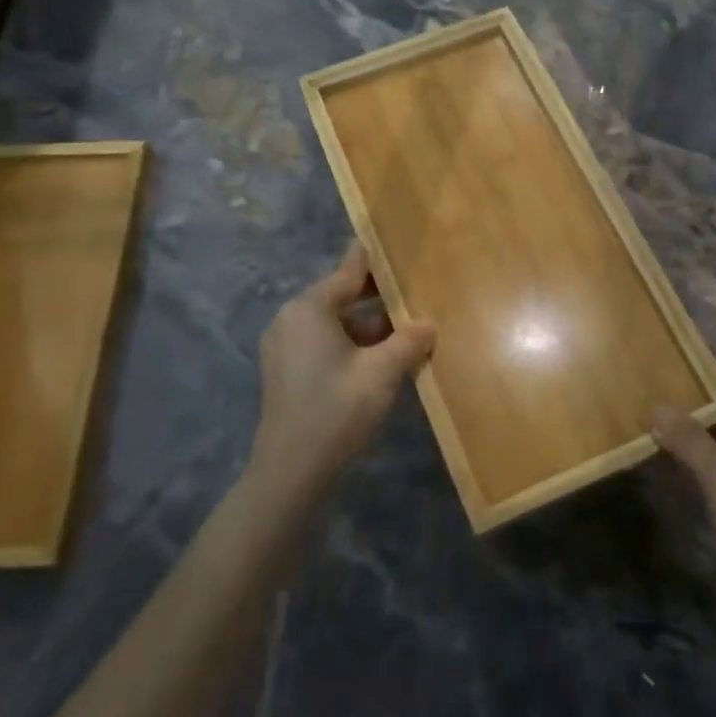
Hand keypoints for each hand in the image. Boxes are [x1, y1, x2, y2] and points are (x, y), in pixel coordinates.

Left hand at [251, 243, 435, 504]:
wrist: (291, 470)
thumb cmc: (337, 409)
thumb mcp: (383, 372)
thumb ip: (409, 341)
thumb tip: (430, 324)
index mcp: (309, 309)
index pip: (348, 272)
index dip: (376, 261)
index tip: (397, 246)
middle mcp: (291, 319)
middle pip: (340, 296)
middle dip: (378, 298)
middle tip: (415, 293)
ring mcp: (285, 347)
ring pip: (334, 323)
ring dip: (368, 327)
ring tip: (406, 331)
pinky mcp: (286, 371)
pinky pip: (323, 343)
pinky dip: (351, 345)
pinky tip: (381, 359)